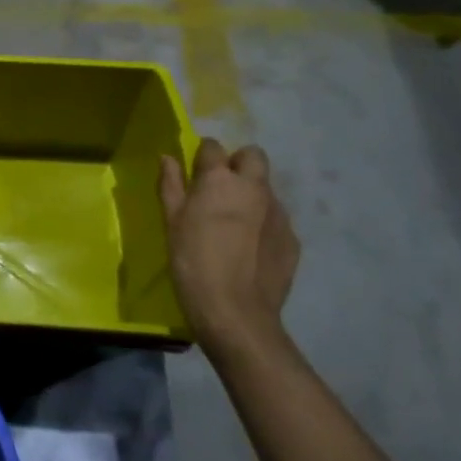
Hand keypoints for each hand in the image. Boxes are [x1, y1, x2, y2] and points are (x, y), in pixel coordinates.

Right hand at [159, 138, 299, 356]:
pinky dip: (264, 224)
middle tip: (220, 190)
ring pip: (266, 188)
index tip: (194, 173)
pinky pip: (276, 219)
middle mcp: (254, 187)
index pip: (213, 146)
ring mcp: (278, 212)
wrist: (236, 314)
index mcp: (220, 179)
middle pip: (252, 155)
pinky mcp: (293, 238)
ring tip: (235, 225)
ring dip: (252, 195)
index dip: (203, 156)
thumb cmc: (193, 262)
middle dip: (238, 163)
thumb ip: (170, 185)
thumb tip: (167, 157)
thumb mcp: (172, 222)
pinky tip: (251, 249)